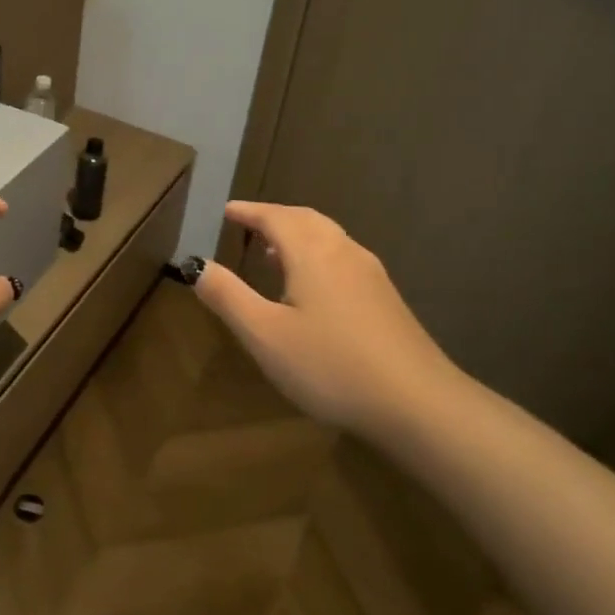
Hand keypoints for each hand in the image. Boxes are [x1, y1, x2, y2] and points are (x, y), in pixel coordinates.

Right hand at [192, 201, 466, 433]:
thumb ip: (227, 296)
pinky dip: (317, 254)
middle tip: (248, 224)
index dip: (249, 211)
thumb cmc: (330, 365)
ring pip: (328, 237)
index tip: (226, 211)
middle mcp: (343, 251)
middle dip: (274, 217)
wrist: (418, 403)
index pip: (275, 217)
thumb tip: (197, 264)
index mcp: (312, 252)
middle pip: (305, 219)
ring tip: (273, 251)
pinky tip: (311, 286)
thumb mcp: (264, 334)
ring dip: (297, 235)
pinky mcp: (386, 298)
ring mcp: (370, 274)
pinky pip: (342, 257)